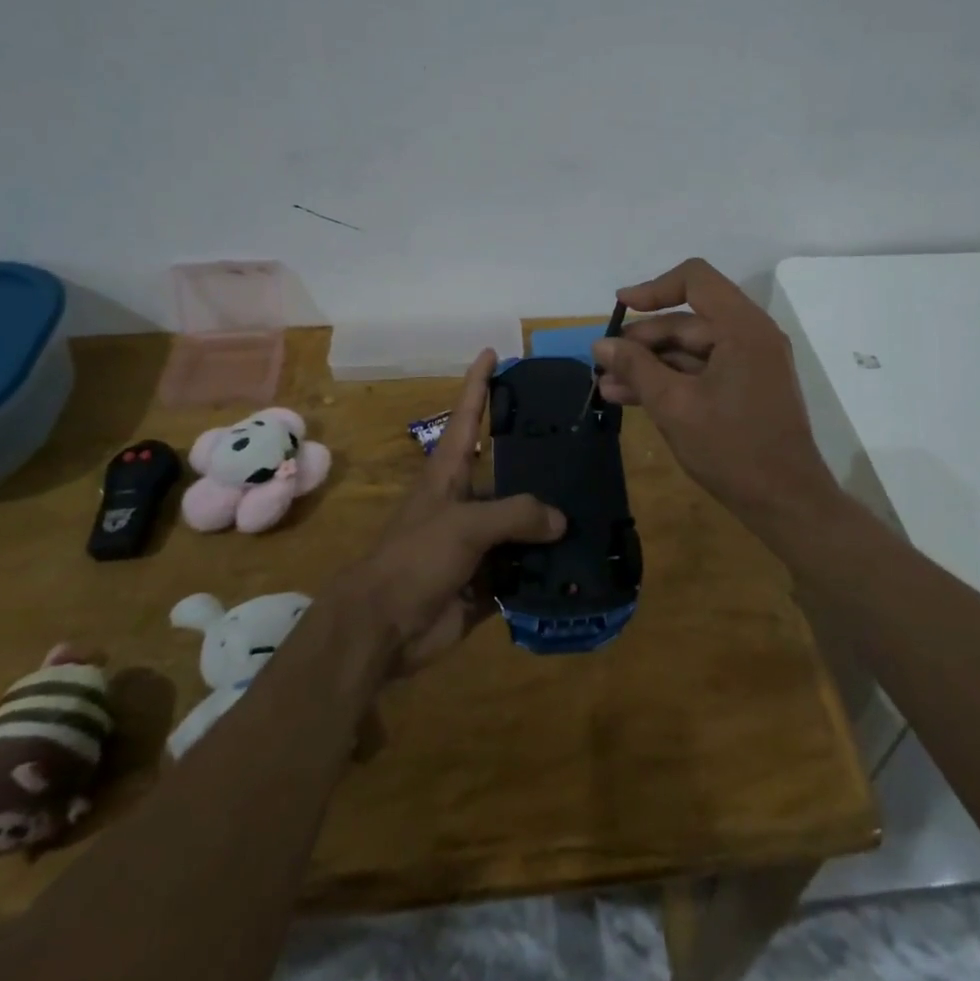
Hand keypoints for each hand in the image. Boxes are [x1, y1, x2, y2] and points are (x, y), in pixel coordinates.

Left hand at [340, 349, 563, 676]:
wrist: (383, 627)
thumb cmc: (415, 558)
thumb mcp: (464, 525)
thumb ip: (515, 515)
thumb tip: (560, 520)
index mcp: (448, 474)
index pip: (466, 416)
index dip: (477, 383)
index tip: (493, 353)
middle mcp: (465, 501)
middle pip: (507, 473)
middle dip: (538, 461)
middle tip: (582, 444)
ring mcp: (476, 543)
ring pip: (521, 524)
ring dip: (550, 522)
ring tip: (595, 507)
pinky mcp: (485, 581)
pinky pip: (523, 569)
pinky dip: (547, 569)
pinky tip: (581, 563)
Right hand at [593, 258, 841, 532]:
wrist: (786, 503)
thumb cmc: (732, 449)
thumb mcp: (674, 405)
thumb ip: (636, 368)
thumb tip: (602, 344)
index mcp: (742, 328)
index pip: (695, 280)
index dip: (653, 289)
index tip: (620, 308)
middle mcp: (750, 336)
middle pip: (687, 320)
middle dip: (642, 340)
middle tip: (604, 362)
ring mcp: (750, 364)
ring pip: (689, 349)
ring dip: (648, 364)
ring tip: (606, 384)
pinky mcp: (745, 388)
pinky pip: (700, 371)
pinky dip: (668, 381)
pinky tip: (629, 398)